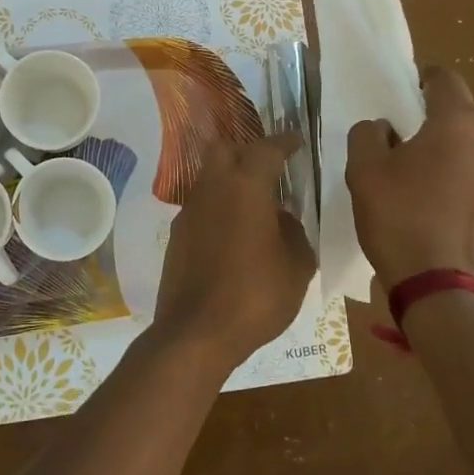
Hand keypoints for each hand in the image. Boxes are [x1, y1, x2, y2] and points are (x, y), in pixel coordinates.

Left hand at [152, 132, 317, 369]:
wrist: (196, 333)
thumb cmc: (255, 296)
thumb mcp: (297, 267)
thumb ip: (295, 234)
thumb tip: (282, 220)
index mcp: (245, 187)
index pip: (266, 149)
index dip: (284, 142)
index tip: (296, 142)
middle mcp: (212, 189)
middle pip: (224, 149)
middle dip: (247, 150)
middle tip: (269, 167)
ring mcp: (189, 212)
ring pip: (209, 177)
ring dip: (230, 180)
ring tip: (255, 204)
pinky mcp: (177, 236)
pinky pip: (201, 207)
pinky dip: (218, 208)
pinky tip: (234, 234)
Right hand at [346, 66, 473, 292]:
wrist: (444, 292)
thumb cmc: (400, 221)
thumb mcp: (363, 171)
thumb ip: (368, 134)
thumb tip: (386, 129)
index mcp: (460, 121)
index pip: (444, 79)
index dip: (421, 83)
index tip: (404, 101)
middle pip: (461, 118)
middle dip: (435, 128)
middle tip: (406, 155)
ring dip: (454, 157)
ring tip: (426, 190)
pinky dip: (467, 185)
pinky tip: (444, 213)